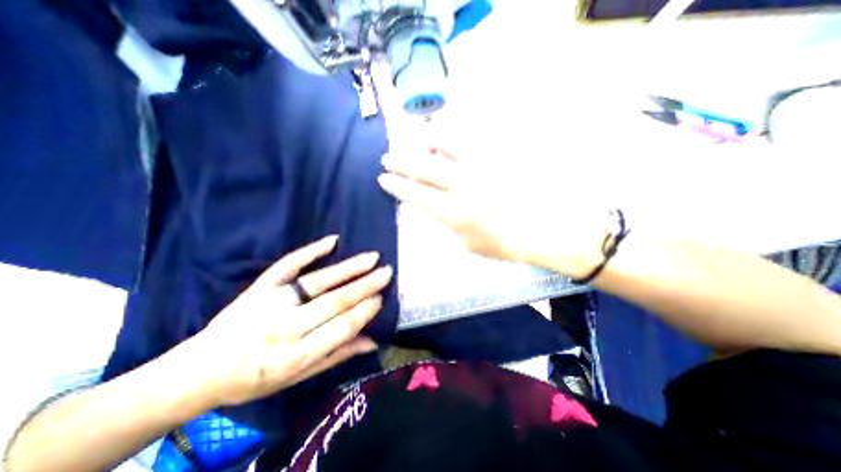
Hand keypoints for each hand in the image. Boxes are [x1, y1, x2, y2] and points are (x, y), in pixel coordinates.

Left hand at [184, 237, 390, 406]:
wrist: (200, 370)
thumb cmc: (255, 379)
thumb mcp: (297, 378)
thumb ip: (336, 357)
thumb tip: (372, 341)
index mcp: (294, 356)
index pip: (340, 327)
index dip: (364, 311)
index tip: (382, 298)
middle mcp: (283, 328)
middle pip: (334, 301)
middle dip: (365, 286)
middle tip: (386, 272)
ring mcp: (270, 303)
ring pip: (317, 281)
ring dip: (348, 268)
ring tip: (372, 258)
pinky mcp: (259, 287)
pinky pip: (287, 265)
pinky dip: (310, 251)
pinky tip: (332, 241)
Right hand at [378, 146, 607, 279]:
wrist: (546, 230)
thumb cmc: (505, 244)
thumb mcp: (468, 243)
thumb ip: (447, 222)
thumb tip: (432, 205)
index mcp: (453, 212)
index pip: (415, 194)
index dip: (396, 185)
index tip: (383, 178)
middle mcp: (462, 185)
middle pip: (422, 167)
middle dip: (399, 161)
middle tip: (387, 157)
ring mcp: (481, 166)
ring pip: (444, 143)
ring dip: (425, 141)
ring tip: (419, 142)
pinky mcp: (498, 155)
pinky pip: (470, 138)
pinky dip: (453, 137)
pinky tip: (448, 138)